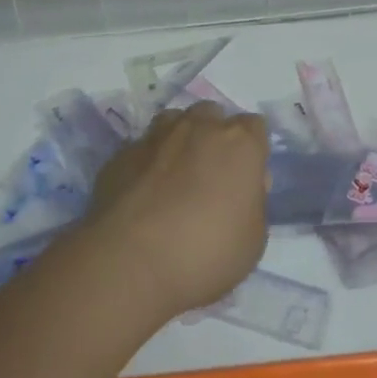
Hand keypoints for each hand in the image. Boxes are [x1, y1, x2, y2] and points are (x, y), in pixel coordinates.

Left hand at [81, 101, 269, 323]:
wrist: (130, 261)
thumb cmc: (205, 253)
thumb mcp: (253, 241)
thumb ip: (253, 204)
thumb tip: (242, 187)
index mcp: (238, 143)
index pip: (254, 127)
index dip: (252, 151)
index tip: (246, 180)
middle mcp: (199, 127)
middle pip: (212, 116)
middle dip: (214, 137)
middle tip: (210, 177)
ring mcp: (157, 136)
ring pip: (174, 122)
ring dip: (179, 141)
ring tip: (175, 178)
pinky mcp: (122, 153)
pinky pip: (143, 149)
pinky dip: (148, 164)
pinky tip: (143, 195)